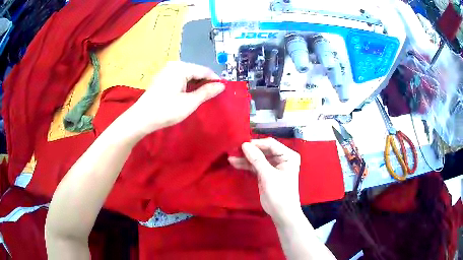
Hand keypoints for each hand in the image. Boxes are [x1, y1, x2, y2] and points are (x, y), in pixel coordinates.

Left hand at [126, 61, 224, 134]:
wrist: (141, 119)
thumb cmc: (166, 110)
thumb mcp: (189, 102)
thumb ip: (206, 92)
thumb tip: (222, 85)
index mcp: (181, 68)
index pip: (204, 70)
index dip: (215, 79)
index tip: (224, 89)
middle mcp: (173, 65)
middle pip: (195, 71)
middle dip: (205, 82)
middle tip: (214, 95)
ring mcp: (166, 71)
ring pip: (187, 75)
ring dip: (196, 84)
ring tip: (204, 96)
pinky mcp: (162, 78)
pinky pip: (179, 78)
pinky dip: (187, 85)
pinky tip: (190, 94)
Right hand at [228, 138, 301, 223]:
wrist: (282, 213)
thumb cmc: (280, 193)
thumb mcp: (269, 176)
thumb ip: (257, 159)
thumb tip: (244, 144)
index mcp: (288, 155)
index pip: (271, 144)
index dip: (256, 144)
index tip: (241, 145)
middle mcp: (282, 158)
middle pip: (263, 150)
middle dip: (249, 151)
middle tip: (234, 150)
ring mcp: (273, 166)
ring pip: (257, 158)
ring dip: (245, 158)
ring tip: (231, 157)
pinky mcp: (265, 173)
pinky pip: (255, 166)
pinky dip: (246, 165)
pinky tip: (234, 163)